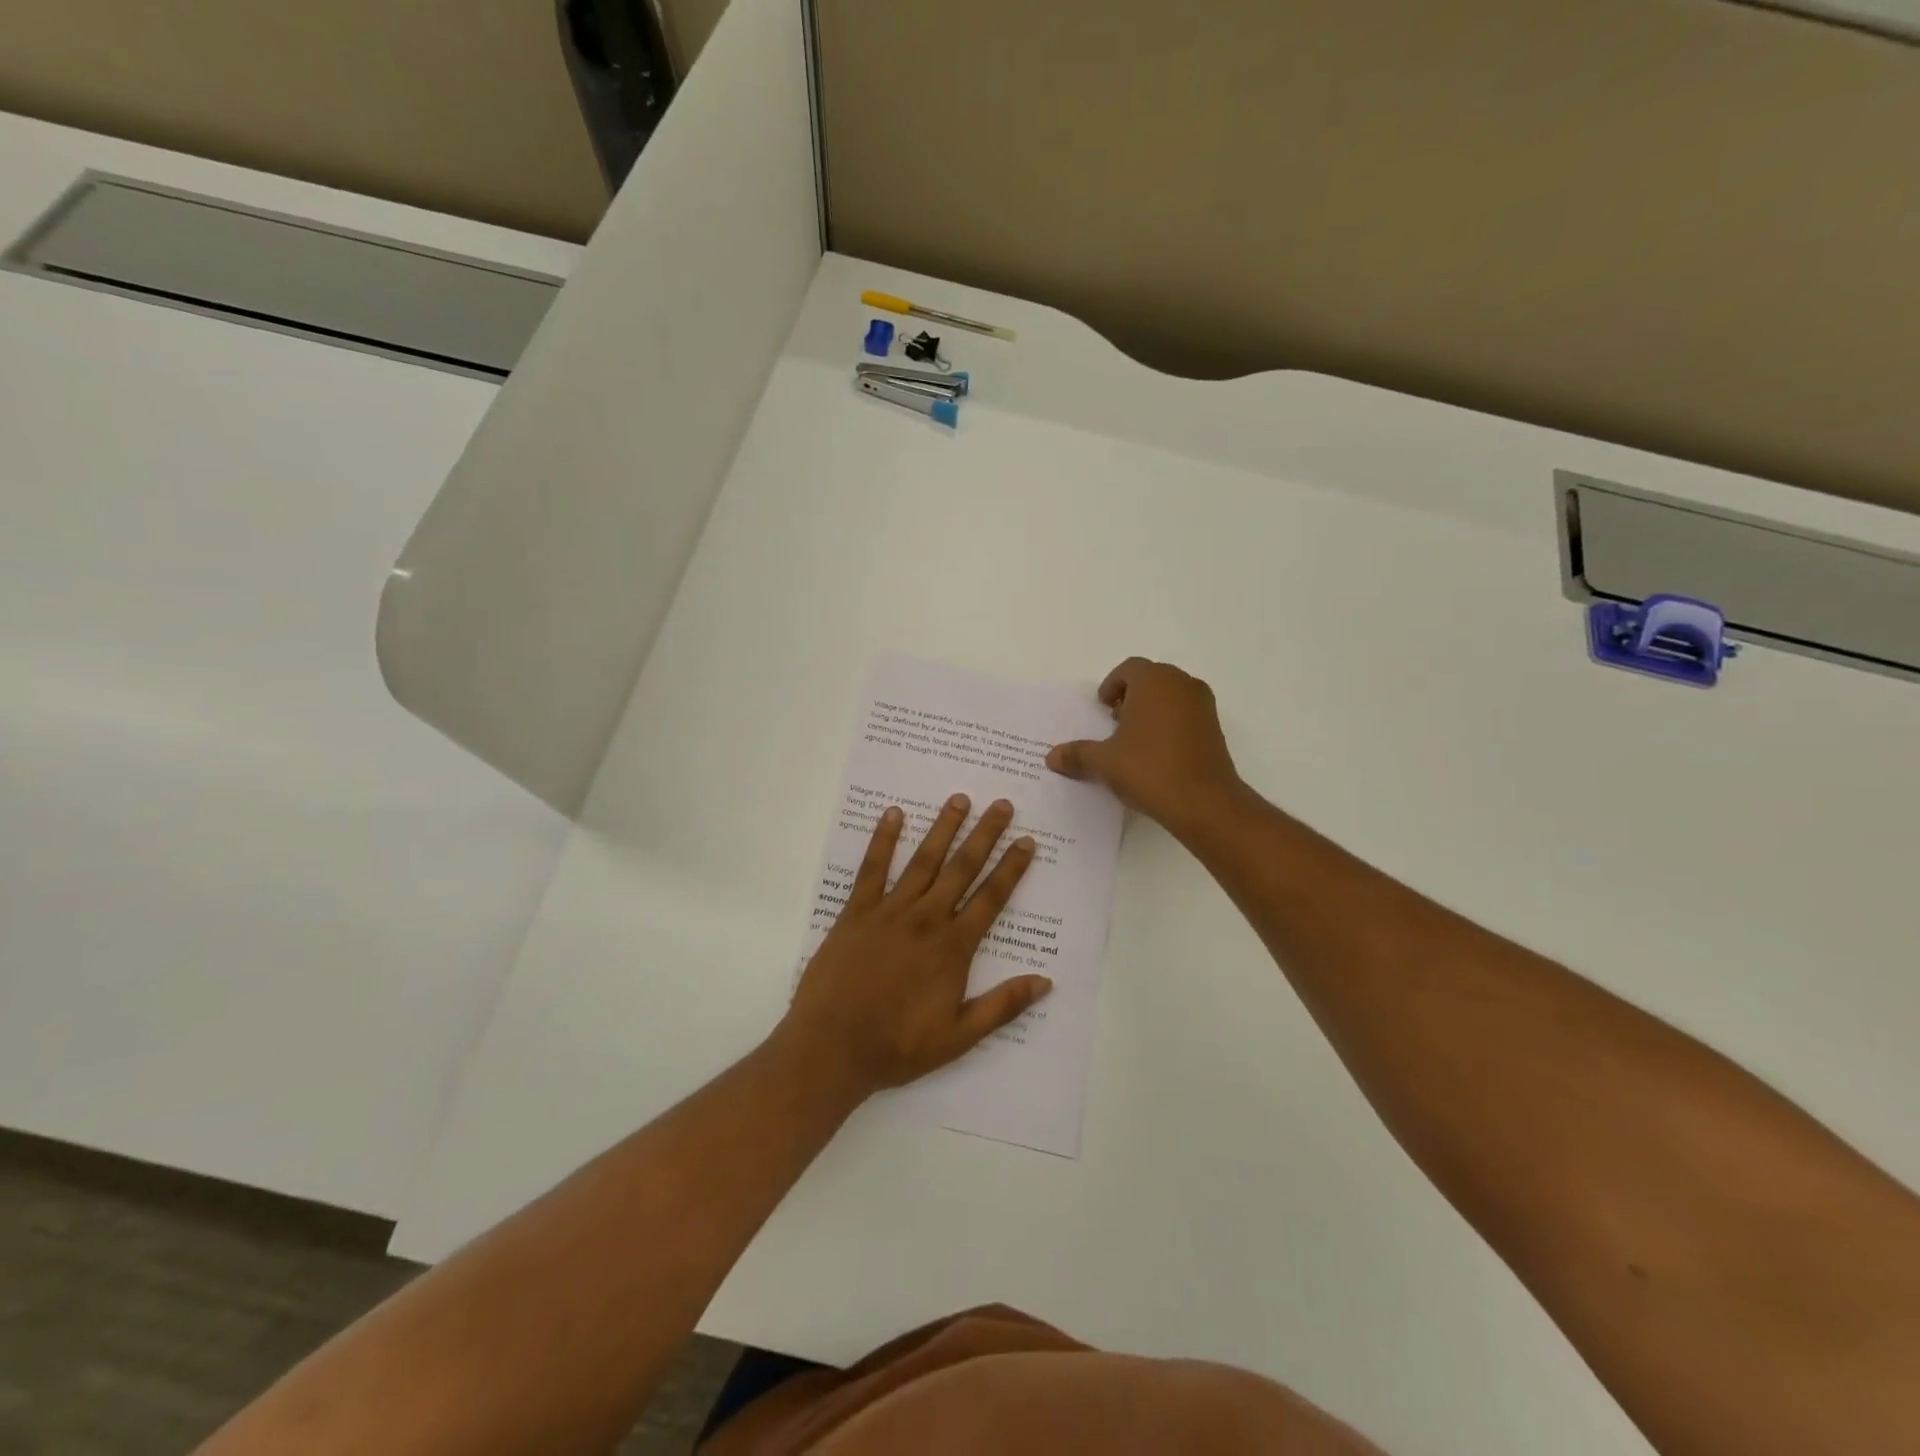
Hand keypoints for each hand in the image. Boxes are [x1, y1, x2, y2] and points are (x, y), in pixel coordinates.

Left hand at [782, 794, 1050, 1096]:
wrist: (833, 1047)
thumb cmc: (898, 1045)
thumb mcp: (959, 1037)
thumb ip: (1002, 1006)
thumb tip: (1045, 982)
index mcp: (952, 947)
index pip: (991, 898)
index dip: (1011, 868)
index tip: (1026, 841)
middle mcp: (926, 919)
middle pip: (962, 868)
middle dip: (985, 835)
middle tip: (1002, 804)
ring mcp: (889, 911)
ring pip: (923, 860)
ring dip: (943, 828)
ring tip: (959, 799)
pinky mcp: (856, 911)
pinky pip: (872, 868)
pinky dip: (883, 839)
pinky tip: (893, 814)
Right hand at [1047, 657, 1244, 839]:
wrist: (1204, 802)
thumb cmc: (1149, 770)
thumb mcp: (1104, 762)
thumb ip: (1077, 754)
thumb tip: (1051, 757)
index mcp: (1153, 681)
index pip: (1129, 669)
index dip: (1111, 685)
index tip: (1102, 708)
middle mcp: (1181, 684)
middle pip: (1152, 678)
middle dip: (1131, 695)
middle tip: (1115, 721)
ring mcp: (1203, 705)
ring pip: (1172, 695)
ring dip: (1152, 708)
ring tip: (1135, 739)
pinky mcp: (1215, 727)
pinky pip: (1186, 713)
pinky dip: (1171, 722)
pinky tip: (1158, 753)